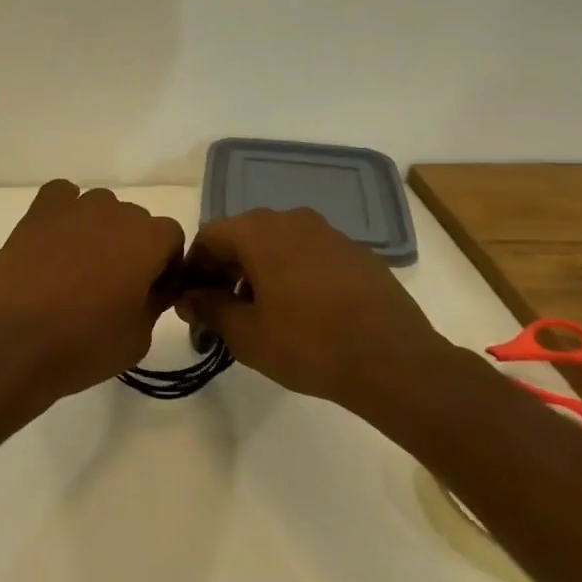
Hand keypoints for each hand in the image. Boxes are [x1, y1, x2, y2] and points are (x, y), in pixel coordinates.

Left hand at [0, 180, 185, 409]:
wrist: (12, 342)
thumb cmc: (83, 345)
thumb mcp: (138, 338)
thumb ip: (154, 302)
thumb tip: (152, 287)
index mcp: (147, 239)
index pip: (171, 237)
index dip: (165, 266)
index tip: (149, 294)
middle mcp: (114, 212)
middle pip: (135, 222)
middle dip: (132, 249)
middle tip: (112, 288)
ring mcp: (74, 207)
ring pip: (100, 209)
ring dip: (99, 232)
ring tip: (78, 269)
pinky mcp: (38, 211)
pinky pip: (62, 196)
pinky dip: (65, 212)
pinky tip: (56, 242)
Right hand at [174, 207, 455, 419]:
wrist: (394, 361)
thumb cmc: (307, 344)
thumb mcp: (245, 334)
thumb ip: (209, 308)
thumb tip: (187, 297)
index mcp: (258, 231)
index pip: (208, 237)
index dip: (193, 268)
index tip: (190, 301)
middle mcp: (291, 219)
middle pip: (243, 237)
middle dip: (225, 270)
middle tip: (221, 310)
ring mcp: (329, 233)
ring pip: (278, 244)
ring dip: (260, 271)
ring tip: (261, 313)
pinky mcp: (357, 253)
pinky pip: (310, 255)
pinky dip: (294, 274)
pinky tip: (302, 311)